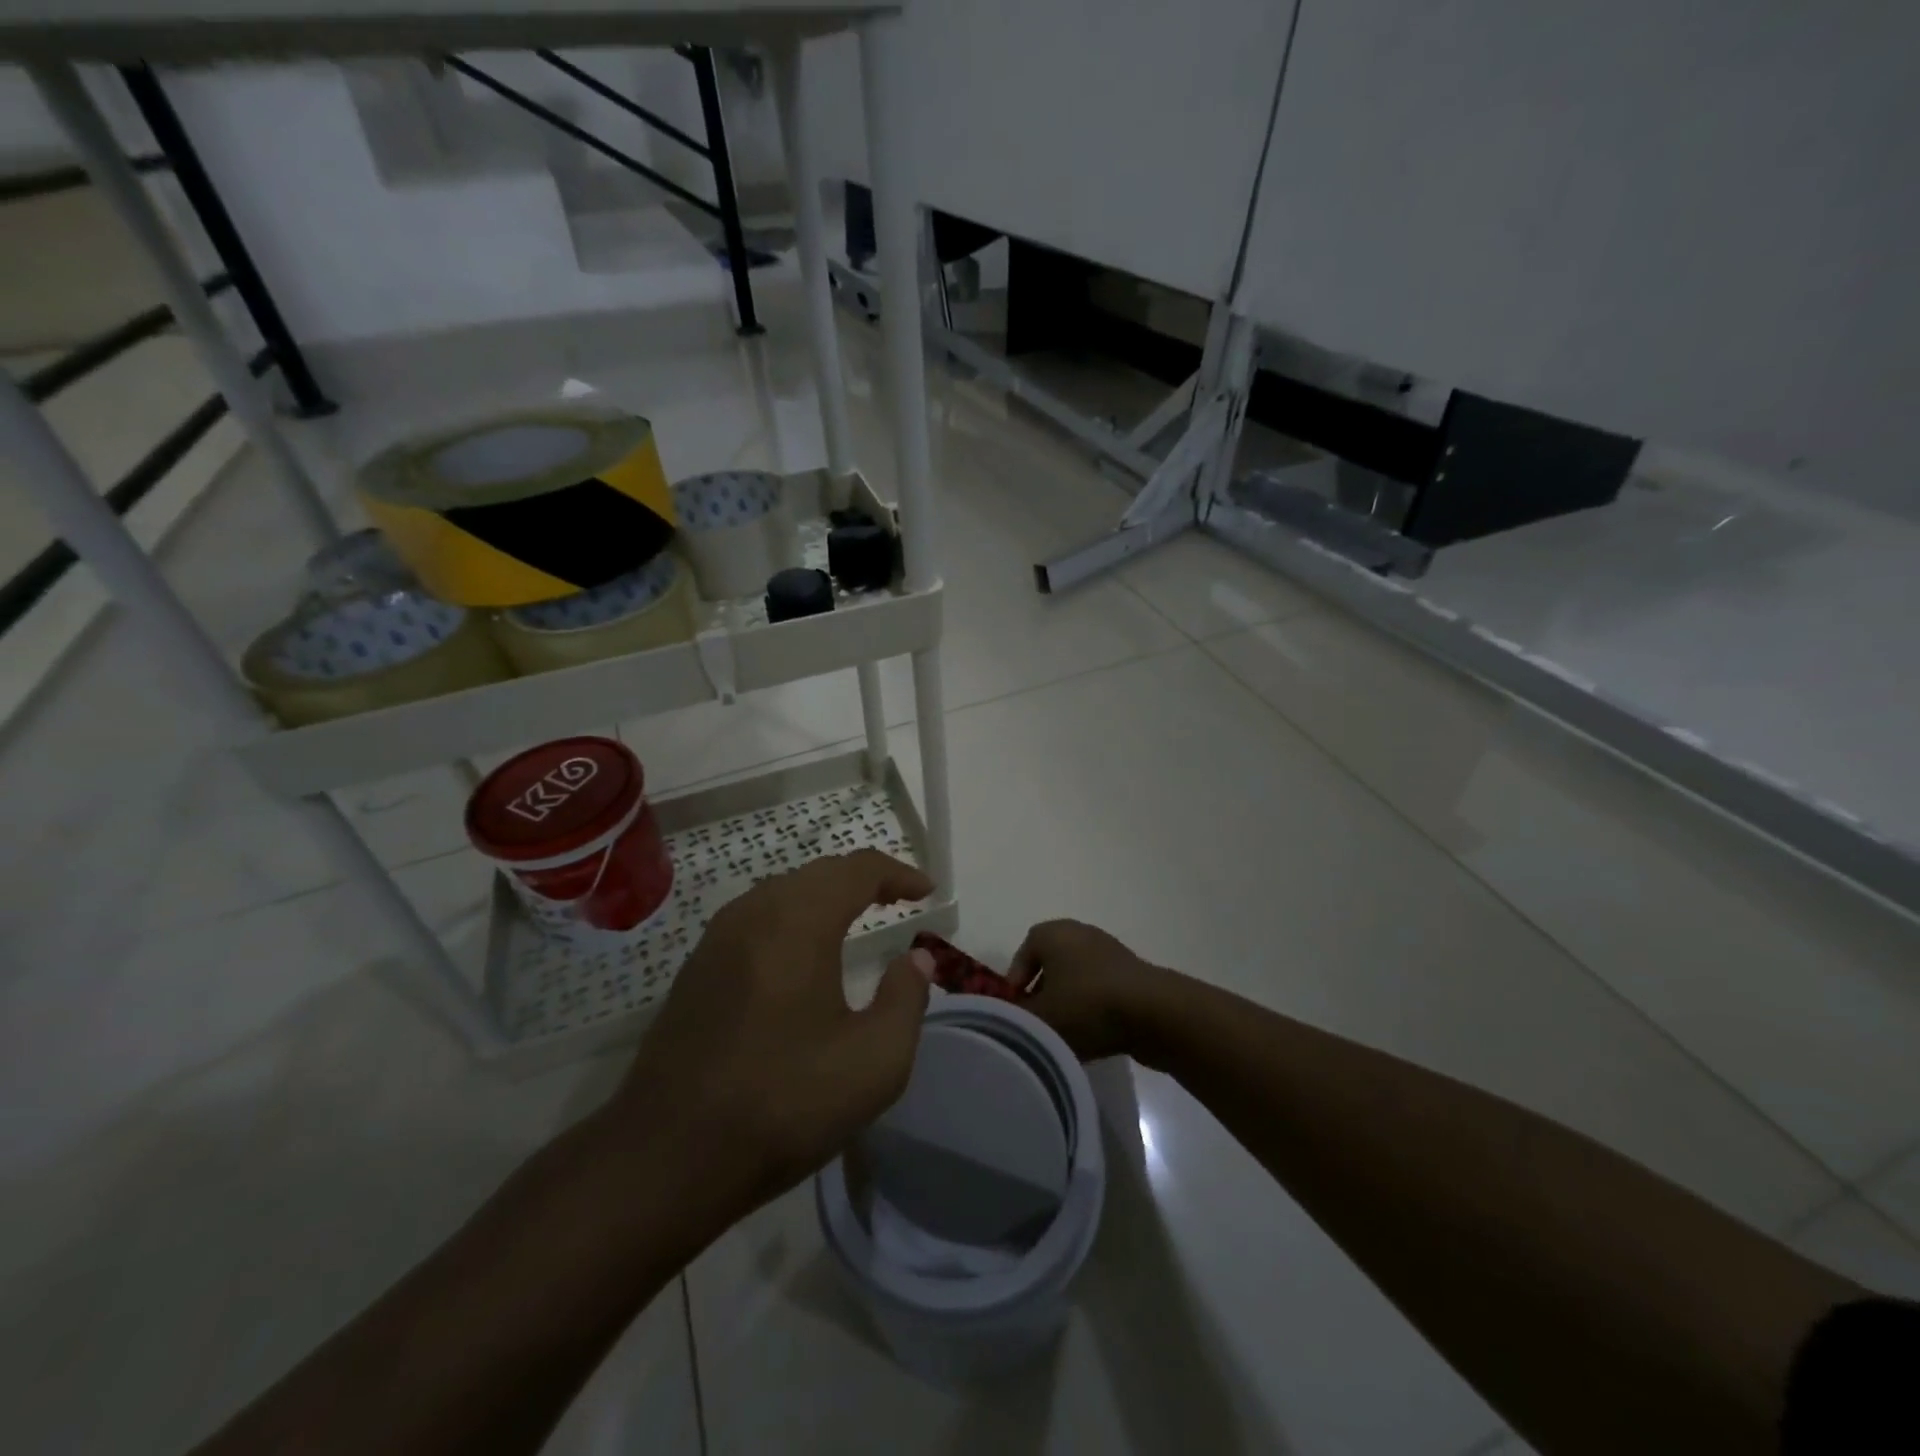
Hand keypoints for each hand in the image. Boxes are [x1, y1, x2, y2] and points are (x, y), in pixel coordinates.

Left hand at [608, 850, 934, 1217]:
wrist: (666, 1158)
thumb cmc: (782, 1104)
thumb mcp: (874, 1063)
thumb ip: (906, 999)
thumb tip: (915, 959)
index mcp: (798, 922)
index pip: (857, 870)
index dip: (898, 874)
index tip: (927, 893)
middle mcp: (754, 913)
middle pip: (818, 873)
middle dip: (864, 880)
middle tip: (898, 901)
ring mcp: (717, 939)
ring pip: (783, 891)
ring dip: (826, 896)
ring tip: (857, 920)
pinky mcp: (696, 968)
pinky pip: (756, 918)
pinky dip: (793, 917)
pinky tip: (802, 954)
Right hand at [1009, 919, 1172, 1061]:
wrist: (1154, 1013)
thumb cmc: (1086, 1006)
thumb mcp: (1039, 1019)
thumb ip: (1014, 1020)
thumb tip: (1006, 1021)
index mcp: (1053, 933)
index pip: (1023, 953)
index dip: (1015, 984)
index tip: (1015, 1013)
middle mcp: (1080, 933)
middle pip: (1051, 965)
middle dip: (1041, 994)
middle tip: (1036, 1025)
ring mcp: (1110, 952)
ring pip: (1076, 979)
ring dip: (1067, 1003)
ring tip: (1064, 1036)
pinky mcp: (1132, 974)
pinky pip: (1100, 990)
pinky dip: (1092, 1009)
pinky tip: (1093, 1035)